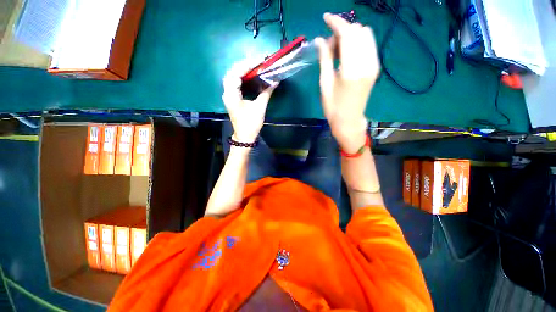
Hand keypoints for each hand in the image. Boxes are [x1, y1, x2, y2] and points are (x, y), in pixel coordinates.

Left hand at [222, 60, 277, 142]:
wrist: (244, 136)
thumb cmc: (251, 124)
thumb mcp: (260, 108)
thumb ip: (266, 92)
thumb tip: (275, 81)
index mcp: (231, 94)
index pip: (236, 74)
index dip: (247, 65)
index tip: (259, 60)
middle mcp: (227, 93)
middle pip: (232, 73)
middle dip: (244, 65)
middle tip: (257, 62)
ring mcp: (228, 95)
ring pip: (232, 77)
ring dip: (242, 70)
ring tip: (254, 66)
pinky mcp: (232, 98)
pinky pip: (235, 83)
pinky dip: (242, 77)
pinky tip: (250, 76)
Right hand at [315, 13, 379, 151]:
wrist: (349, 121)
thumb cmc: (333, 107)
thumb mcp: (325, 84)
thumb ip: (324, 59)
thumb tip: (320, 39)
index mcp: (351, 69)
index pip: (347, 34)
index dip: (336, 22)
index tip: (325, 18)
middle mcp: (366, 63)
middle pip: (358, 31)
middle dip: (342, 31)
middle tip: (329, 45)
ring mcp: (373, 64)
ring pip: (365, 35)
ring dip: (351, 36)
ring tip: (338, 51)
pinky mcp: (375, 67)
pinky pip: (368, 45)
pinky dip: (357, 43)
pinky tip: (347, 54)